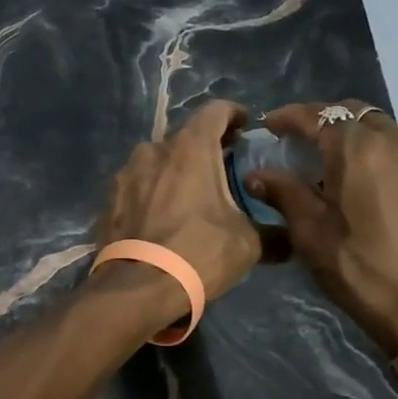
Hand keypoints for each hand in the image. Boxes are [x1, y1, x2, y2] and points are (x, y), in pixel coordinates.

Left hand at [100, 99, 262, 304]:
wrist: (136, 288)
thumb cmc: (198, 254)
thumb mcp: (247, 244)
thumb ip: (271, 232)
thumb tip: (288, 240)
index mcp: (190, 148)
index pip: (215, 111)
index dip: (234, 115)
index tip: (245, 129)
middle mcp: (154, 150)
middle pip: (185, 138)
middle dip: (206, 150)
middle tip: (223, 171)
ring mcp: (126, 173)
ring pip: (158, 162)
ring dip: (176, 172)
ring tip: (190, 198)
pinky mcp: (109, 198)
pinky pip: (138, 186)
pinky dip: (152, 193)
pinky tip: (161, 218)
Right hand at [246, 100, 397, 353]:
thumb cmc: (361, 268)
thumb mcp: (310, 232)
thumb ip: (283, 193)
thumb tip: (256, 174)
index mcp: (357, 149)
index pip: (316, 115)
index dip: (288, 117)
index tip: (268, 125)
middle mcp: (394, 140)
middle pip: (351, 112)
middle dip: (321, 119)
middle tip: (297, 141)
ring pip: (379, 127)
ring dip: (350, 134)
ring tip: (328, 160)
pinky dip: (375, 150)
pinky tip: (362, 178)